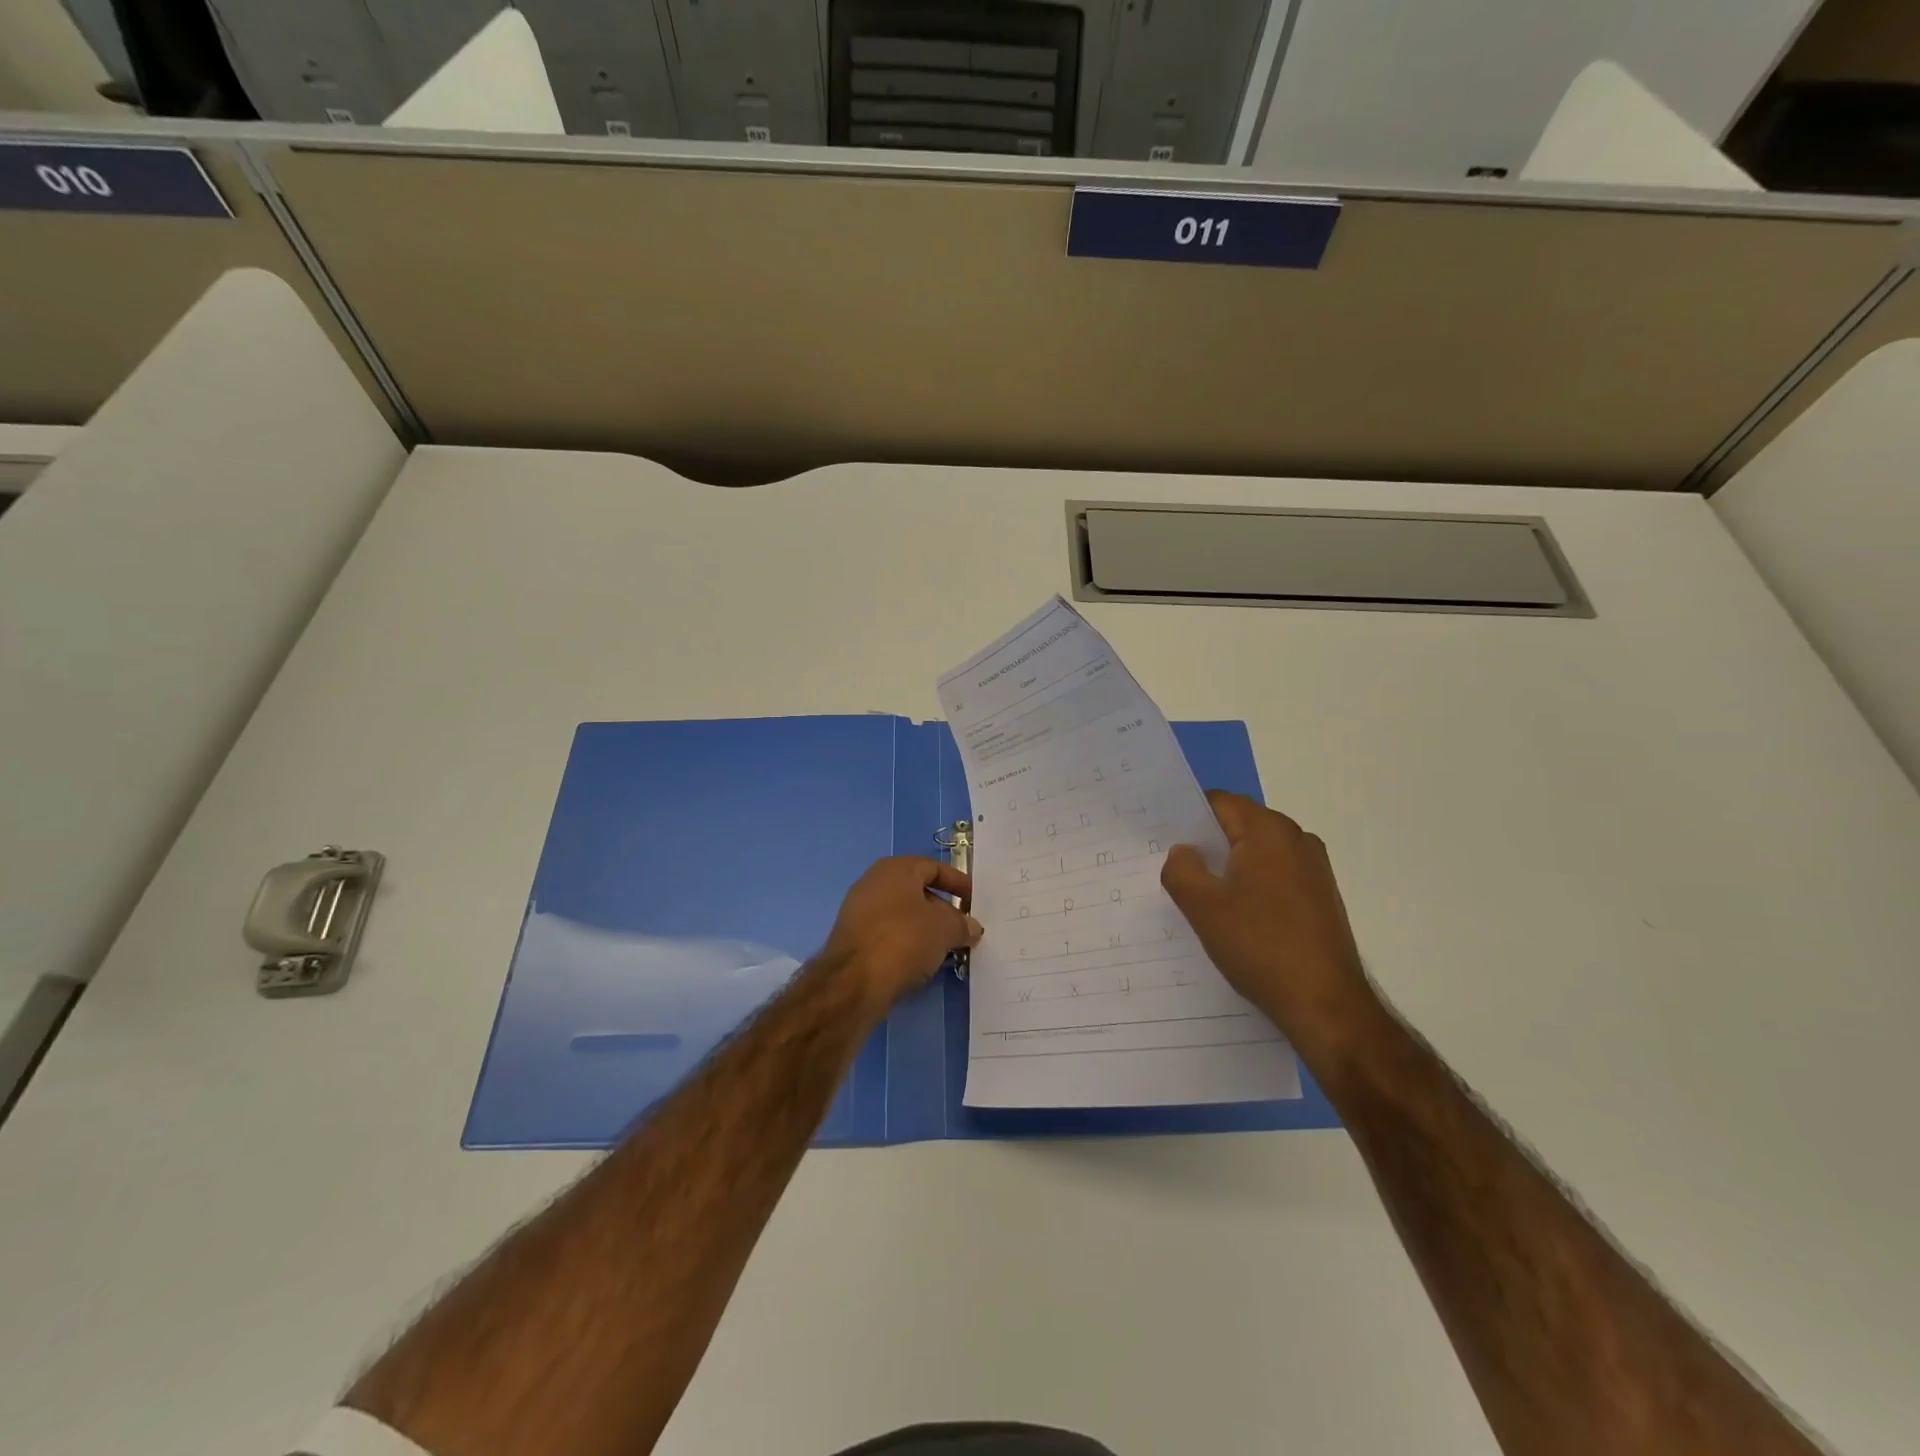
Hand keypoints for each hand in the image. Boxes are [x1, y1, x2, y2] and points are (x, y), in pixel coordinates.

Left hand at [823, 857, 982, 1012]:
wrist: (854, 981)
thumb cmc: (904, 939)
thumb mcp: (945, 928)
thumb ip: (962, 924)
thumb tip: (971, 927)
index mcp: (895, 869)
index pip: (934, 868)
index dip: (958, 883)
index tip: (976, 903)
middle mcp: (873, 883)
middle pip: (918, 891)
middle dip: (943, 910)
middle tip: (964, 930)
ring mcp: (859, 911)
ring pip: (903, 916)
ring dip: (926, 930)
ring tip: (947, 949)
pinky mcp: (853, 940)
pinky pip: (889, 935)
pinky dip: (907, 944)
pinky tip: (922, 962)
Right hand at [1161, 791, 1376, 1049]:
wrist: (1325, 1004)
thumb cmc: (1259, 945)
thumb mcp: (1202, 906)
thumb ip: (1180, 868)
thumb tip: (1184, 851)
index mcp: (1269, 830)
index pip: (1218, 802)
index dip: (1187, 818)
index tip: (1162, 841)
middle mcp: (1297, 839)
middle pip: (1239, 825)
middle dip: (1207, 845)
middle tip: (1176, 872)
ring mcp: (1315, 868)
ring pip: (1257, 853)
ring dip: (1229, 869)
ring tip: (1203, 899)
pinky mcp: (1322, 896)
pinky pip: (1275, 875)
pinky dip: (1252, 886)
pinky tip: (1237, 918)